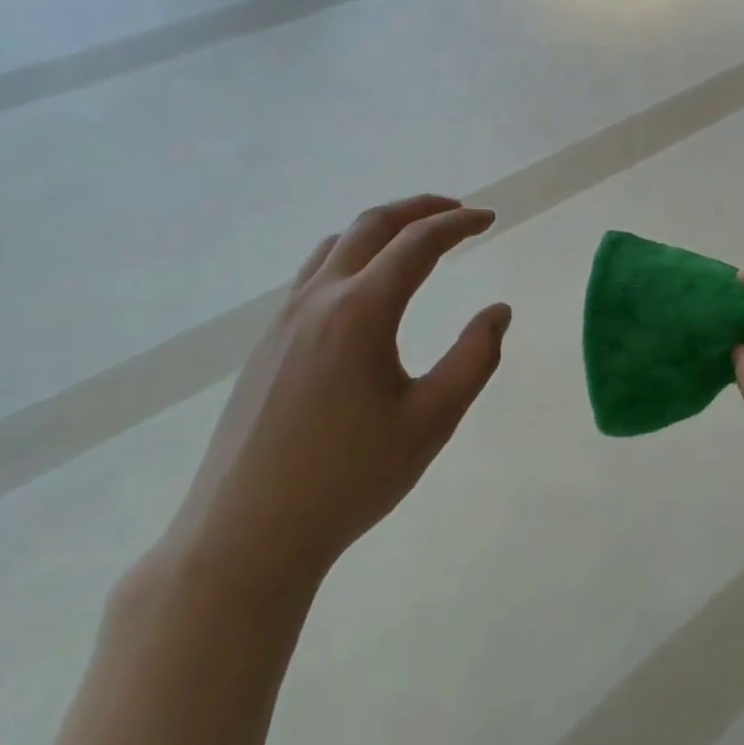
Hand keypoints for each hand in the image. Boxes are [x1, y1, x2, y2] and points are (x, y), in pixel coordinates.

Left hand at [157, 195, 510, 597]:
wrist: (245, 537)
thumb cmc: (349, 478)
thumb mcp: (432, 421)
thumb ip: (474, 358)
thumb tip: (498, 311)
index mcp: (361, 311)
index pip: (418, 242)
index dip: (459, 223)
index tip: (490, 218)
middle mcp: (318, 299)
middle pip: (371, 225)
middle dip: (419, 208)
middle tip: (457, 212)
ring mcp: (284, 320)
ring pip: (336, 245)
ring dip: (382, 228)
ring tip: (414, 240)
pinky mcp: (266, 344)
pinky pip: (313, 274)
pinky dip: (352, 255)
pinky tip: (366, 289)